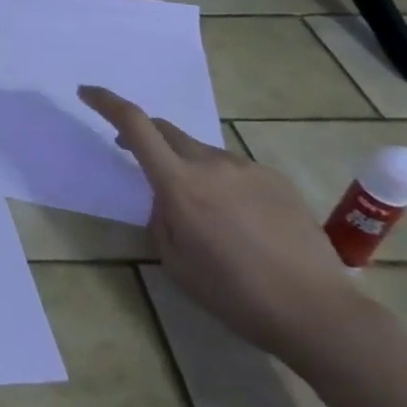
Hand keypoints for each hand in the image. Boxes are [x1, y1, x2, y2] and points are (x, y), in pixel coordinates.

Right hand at [80, 85, 363, 365]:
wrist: (320, 314)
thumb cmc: (235, 295)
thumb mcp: (175, 261)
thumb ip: (160, 218)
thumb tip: (165, 199)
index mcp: (180, 184)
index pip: (135, 125)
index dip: (107, 102)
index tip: (87, 92)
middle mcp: (211, 164)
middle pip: (166, 132)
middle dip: (146, 139)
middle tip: (137, 160)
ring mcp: (248, 169)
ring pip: (202, 153)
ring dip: (188, 167)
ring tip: (204, 213)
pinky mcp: (276, 181)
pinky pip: (235, 170)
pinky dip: (223, 183)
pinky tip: (240, 222)